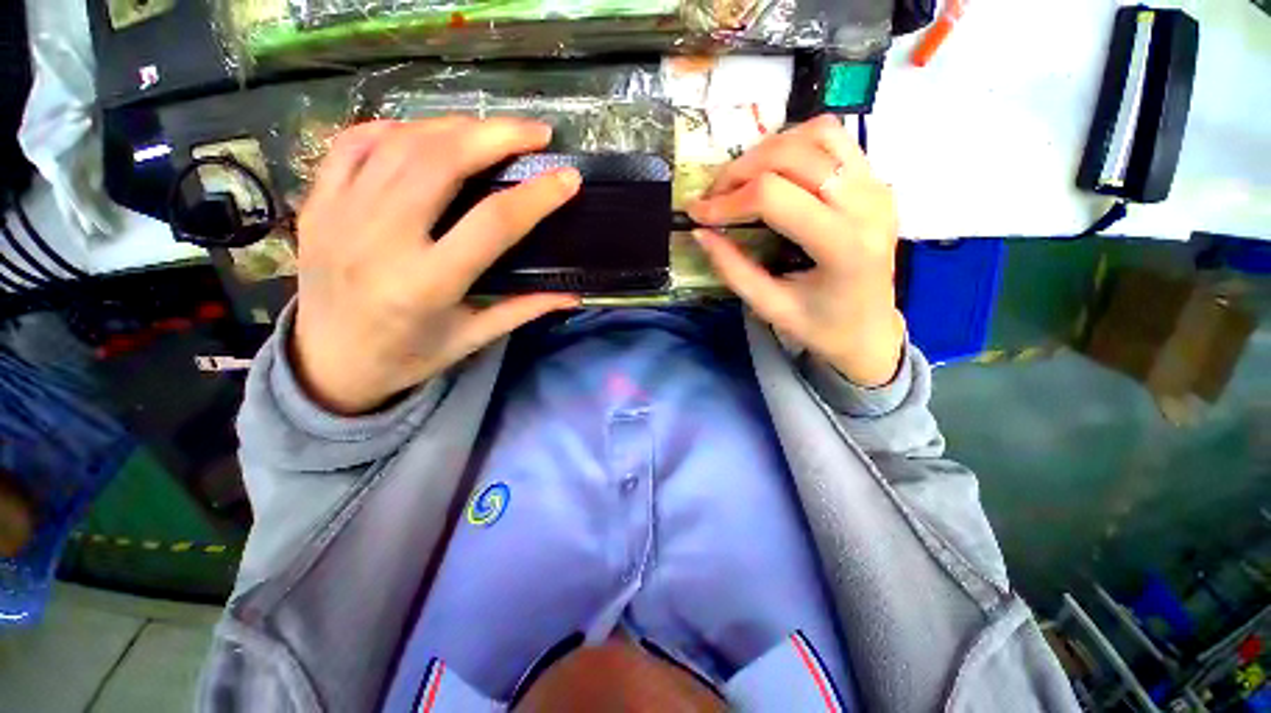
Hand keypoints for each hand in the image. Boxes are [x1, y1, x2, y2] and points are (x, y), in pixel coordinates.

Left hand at [292, 117, 580, 414]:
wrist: (328, 363)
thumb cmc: (408, 357)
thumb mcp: (472, 338)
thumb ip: (524, 310)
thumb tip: (572, 295)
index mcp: (426, 284)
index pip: (492, 223)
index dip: (536, 196)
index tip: (568, 178)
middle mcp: (380, 241)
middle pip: (441, 163)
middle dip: (496, 136)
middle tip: (535, 132)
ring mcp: (340, 215)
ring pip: (400, 144)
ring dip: (453, 126)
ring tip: (491, 130)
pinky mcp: (317, 203)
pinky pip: (353, 144)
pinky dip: (396, 128)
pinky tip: (426, 134)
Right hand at [688, 115, 905, 387]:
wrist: (871, 330)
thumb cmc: (820, 327)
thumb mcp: (769, 306)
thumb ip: (732, 269)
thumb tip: (699, 232)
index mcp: (843, 246)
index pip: (773, 197)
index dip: (727, 201)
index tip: (697, 214)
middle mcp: (867, 205)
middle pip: (792, 156)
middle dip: (740, 171)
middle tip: (714, 196)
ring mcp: (876, 187)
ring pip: (817, 134)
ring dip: (768, 150)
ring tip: (742, 181)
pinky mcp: (876, 182)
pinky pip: (834, 139)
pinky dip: (796, 144)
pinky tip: (775, 171)